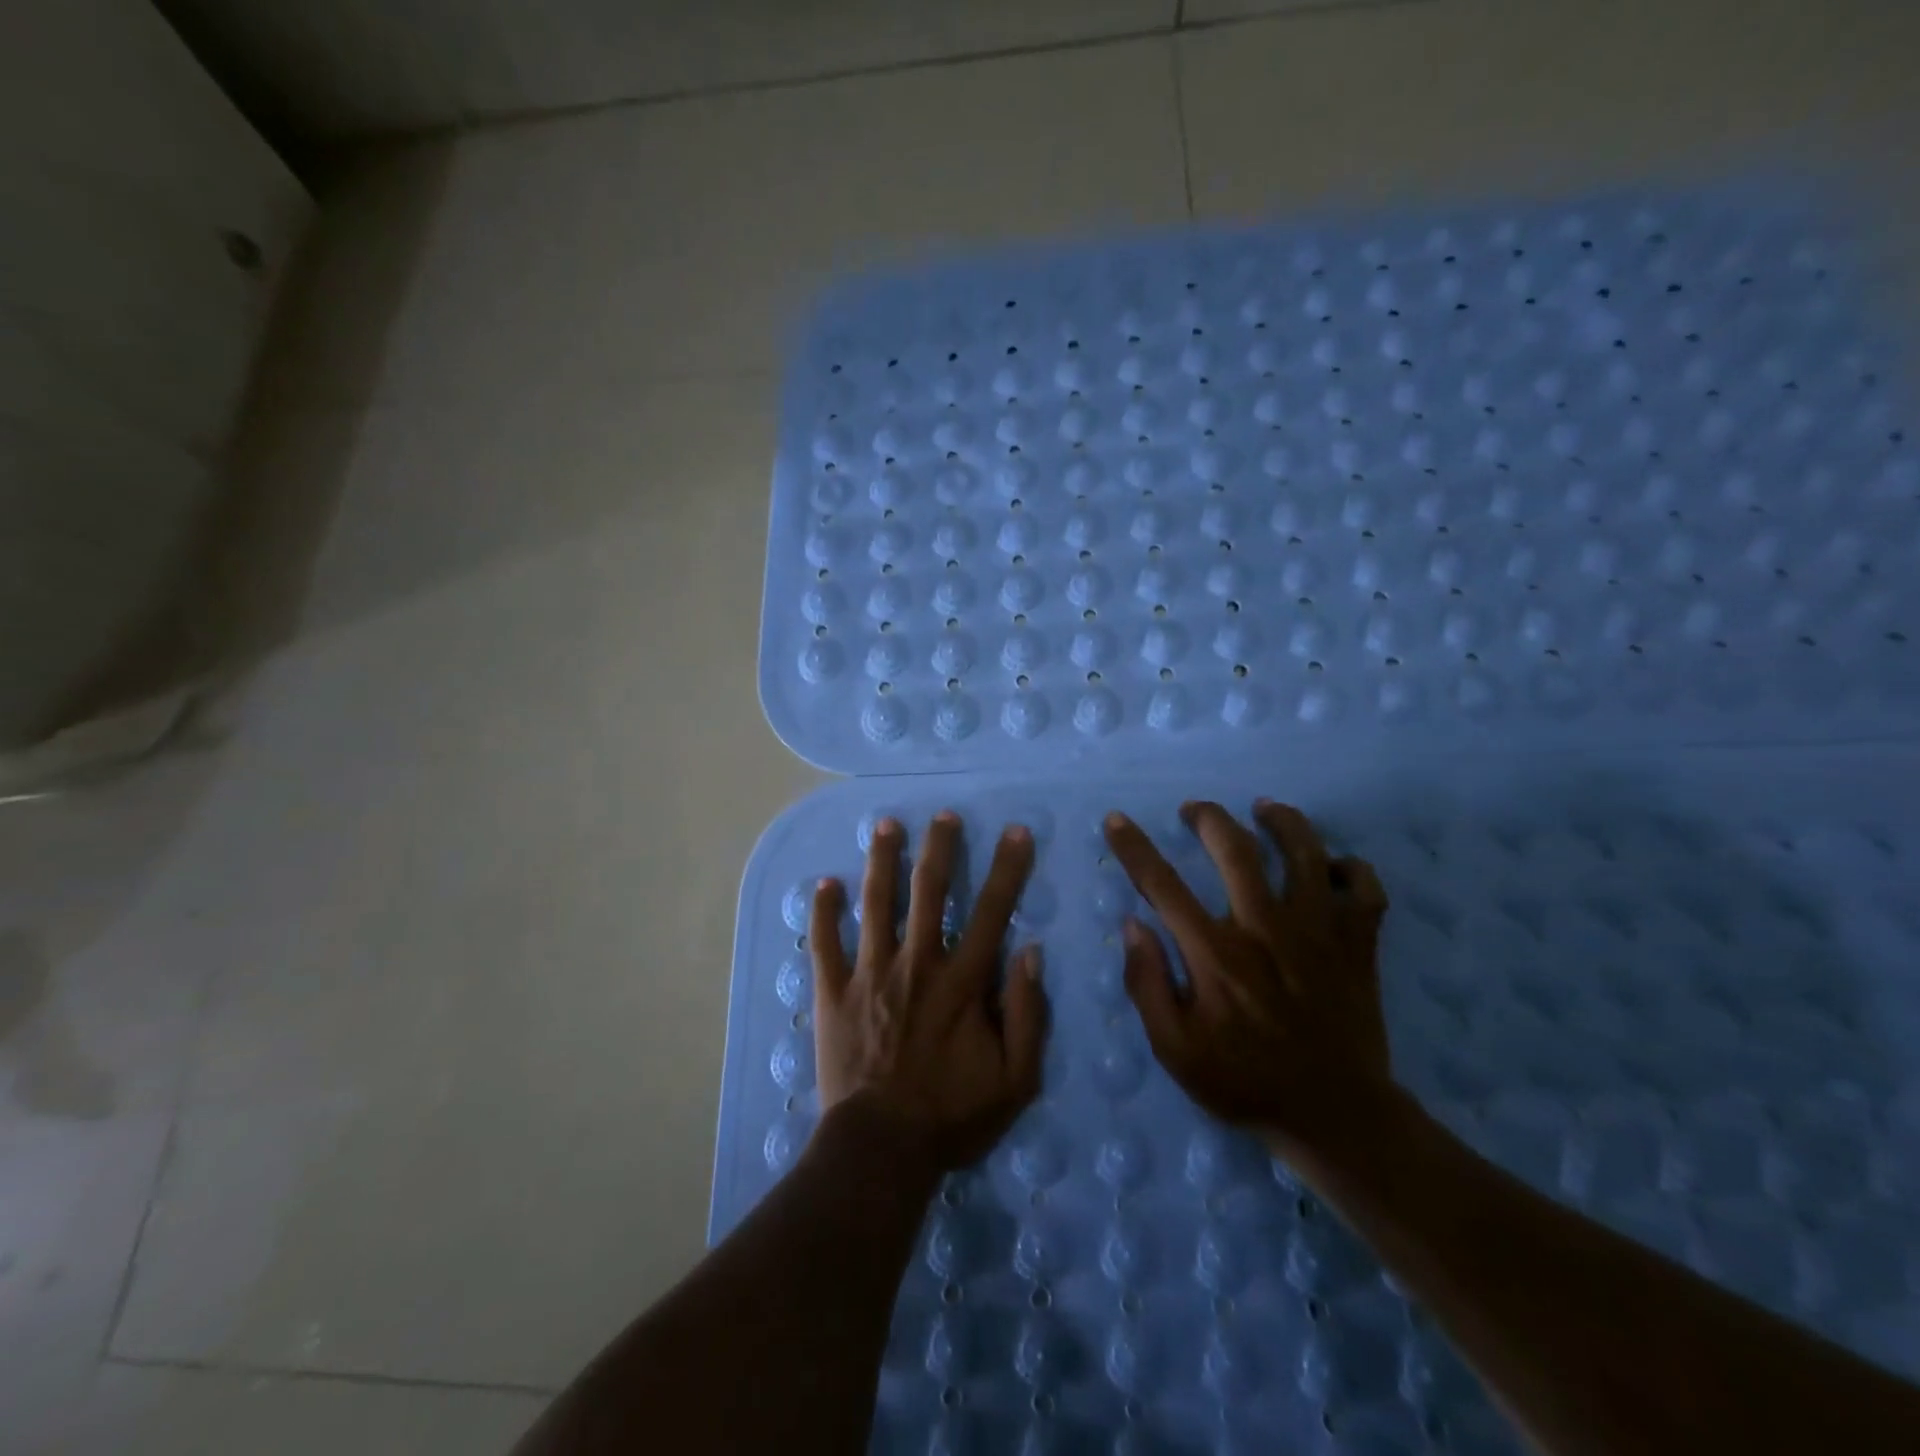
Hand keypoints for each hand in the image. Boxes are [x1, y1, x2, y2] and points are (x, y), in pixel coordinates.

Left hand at [810, 811, 1049, 1173]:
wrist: (880, 1150)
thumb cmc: (952, 1116)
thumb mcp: (1015, 1079)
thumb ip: (1028, 1013)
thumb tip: (1030, 952)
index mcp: (961, 982)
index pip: (991, 912)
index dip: (1008, 869)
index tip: (1016, 832)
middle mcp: (916, 964)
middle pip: (929, 892)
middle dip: (940, 848)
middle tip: (943, 815)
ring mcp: (869, 974)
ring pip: (876, 903)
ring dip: (882, 861)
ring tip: (886, 824)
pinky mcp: (833, 993)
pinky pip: (825, 944)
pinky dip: (823, 912)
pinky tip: (824, 883)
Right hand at [1104, 799, 1395, 1164]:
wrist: (1335, 1117)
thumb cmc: (1244, 1082)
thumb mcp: (1175, 1051)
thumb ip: (1147, 985)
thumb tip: (1134, 925)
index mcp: (1216, 954)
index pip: (1162, 884)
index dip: (1133, 847)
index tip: (1115, 819)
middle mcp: (1266, 929)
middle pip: (1236, 848)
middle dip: (1209, 818)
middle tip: (1193, 811)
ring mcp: (1319, 932)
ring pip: (1305, 852)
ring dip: (1282, 821)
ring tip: (1264, 809)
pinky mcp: (1358, 944)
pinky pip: (1364, 888)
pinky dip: (1350, 868)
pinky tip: (1331, 866)